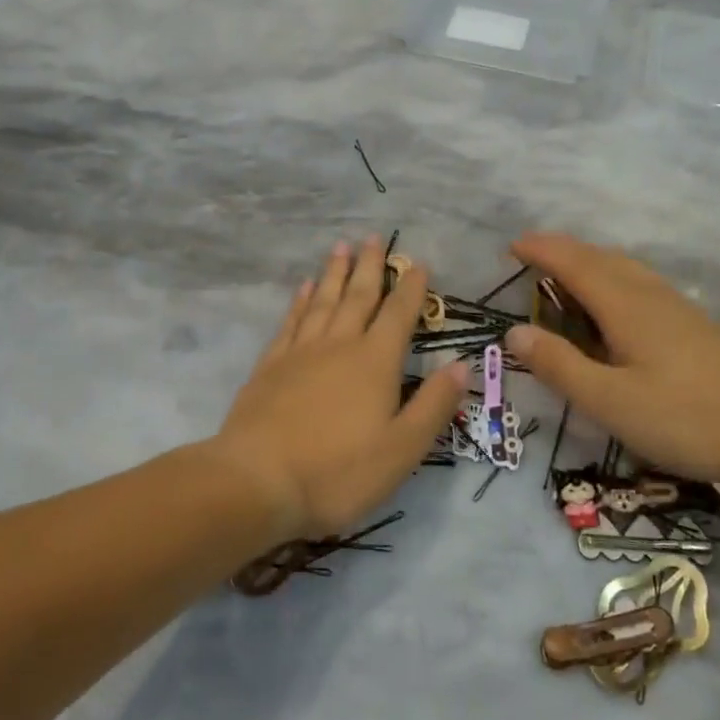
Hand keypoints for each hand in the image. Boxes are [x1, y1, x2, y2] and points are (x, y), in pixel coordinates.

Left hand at [209, 237, 469, 540]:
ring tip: (341, 247)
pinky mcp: (270, 365)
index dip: (411, 288)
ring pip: (322, 300)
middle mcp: (339, 345)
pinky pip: (291, 321)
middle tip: (373, 237)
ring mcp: (300, 352)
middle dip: (370, 266)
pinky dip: (299, 300)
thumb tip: (462, 365)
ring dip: (334, 273)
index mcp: (375, 362)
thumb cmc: (338, 471)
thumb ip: (433, 405)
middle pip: (358, 296)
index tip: (418, 263)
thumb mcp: (402, 449)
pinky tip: (303, 287)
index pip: (398, 314)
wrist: (257, 482)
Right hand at [503, 233, 719, 488]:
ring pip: (623, 267)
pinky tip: (616, 303)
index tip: (511, 244)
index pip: (573, 263)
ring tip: (565, 272)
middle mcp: (648, 294)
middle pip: (598, 257)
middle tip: (530, 253)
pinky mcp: (693, 324)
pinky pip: (639, 282)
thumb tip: (515, 331)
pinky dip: (611, 276)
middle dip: (561, 249)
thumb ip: (561, 366)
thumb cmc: (687, 416)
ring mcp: (675, 307)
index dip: (540, 250)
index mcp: (623, 305)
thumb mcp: (610, 400)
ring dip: (588, 260)